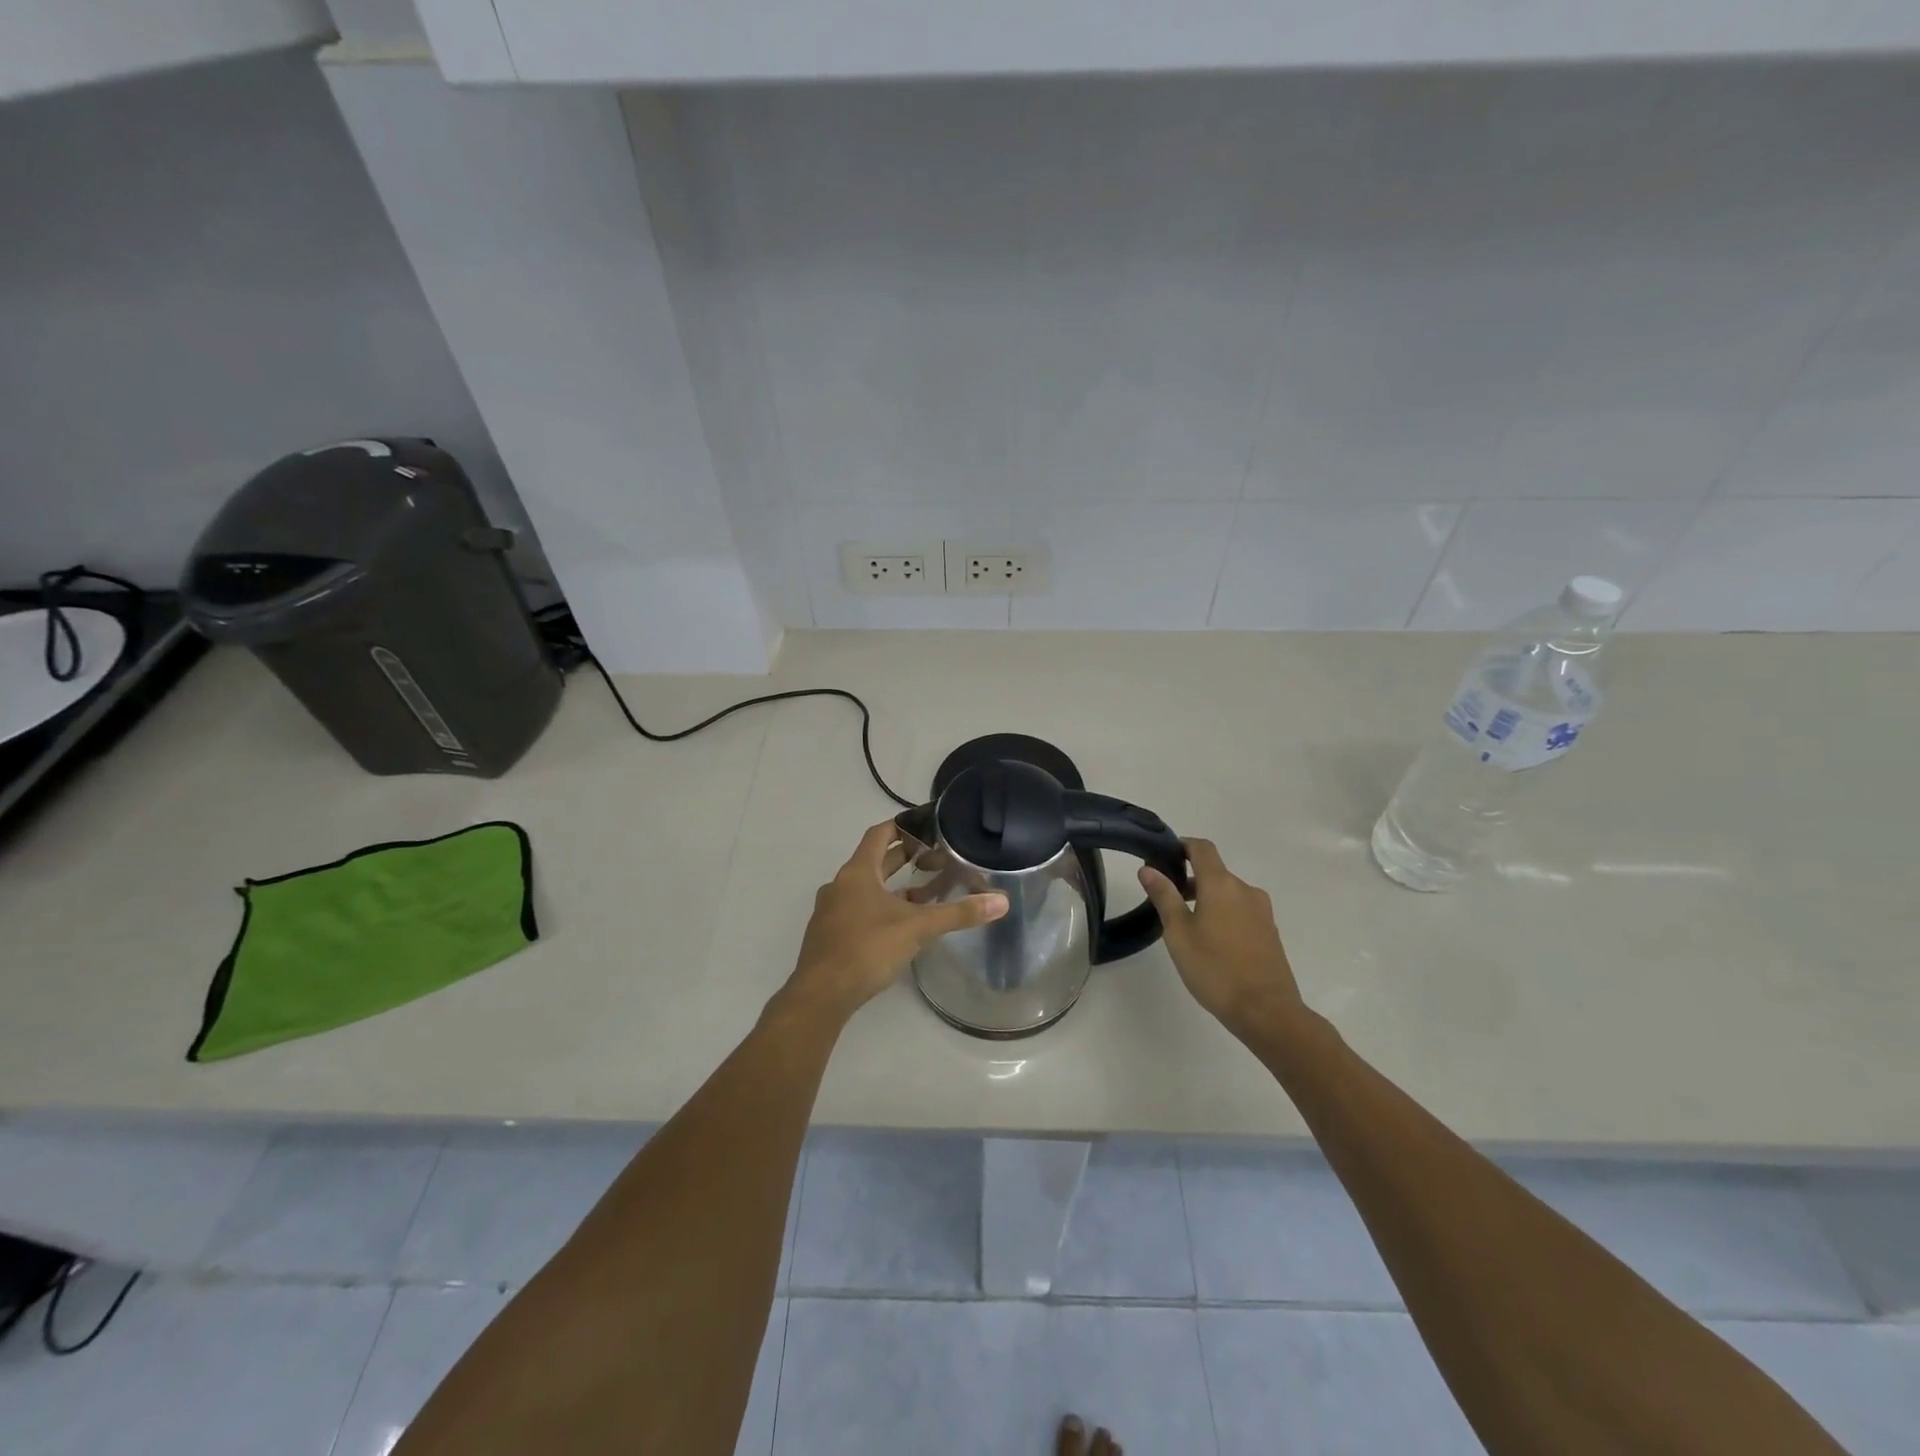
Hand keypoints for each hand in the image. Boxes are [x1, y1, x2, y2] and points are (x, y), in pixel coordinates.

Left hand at [783, 820, 1008, 1019]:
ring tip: (926, 892)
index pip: (880, 834)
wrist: (821, 995)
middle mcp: (840, 885)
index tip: (927, 825)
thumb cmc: (867, 949)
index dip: (903, 826)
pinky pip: (859, 910)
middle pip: (874, 861)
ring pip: (867, 888)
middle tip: (936, 856)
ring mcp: (831, 911)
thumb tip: (1001, 901)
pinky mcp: (830, 935)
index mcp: (857, 872)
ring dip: (894, 886)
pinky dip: (881, 908)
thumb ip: (958, 913)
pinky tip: (901, 926)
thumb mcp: (918, 928)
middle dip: (904, 857)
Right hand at [1139, 838, 1302, 1035]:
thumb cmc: (1215, 968)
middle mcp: (1245, 890)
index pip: (1202, 849)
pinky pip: (1241, 910)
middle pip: (1215, 872)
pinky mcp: (1269, 932)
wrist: (1267, 1011)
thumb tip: (1148, 868)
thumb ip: (1164, 896)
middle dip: (1189, 878)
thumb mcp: (1178, 932)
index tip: (1163, 855)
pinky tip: (1210, 940)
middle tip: (1165, 898)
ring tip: (1185, 924)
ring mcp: (1262, 911)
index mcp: (1222, 884)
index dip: (1182, 845)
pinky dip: (1222, 913)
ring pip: (1228, 893)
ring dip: (1206, 898)